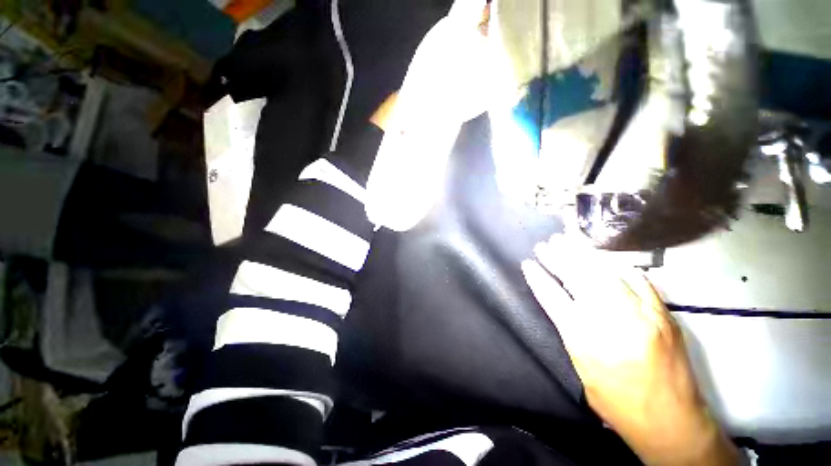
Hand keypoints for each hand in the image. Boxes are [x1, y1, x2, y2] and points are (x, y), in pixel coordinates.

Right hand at [522, 238, 738, 465]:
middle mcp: (609, 320)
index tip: (528, 263)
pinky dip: (618, 266)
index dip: (537, 278)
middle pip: (577, 277)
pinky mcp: (663, 313)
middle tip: (546, 244)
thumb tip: (562, 304)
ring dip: (583, 254)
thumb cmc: (618, 402)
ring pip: (605, 272)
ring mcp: (640, 313)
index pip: (551, 296)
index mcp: (582, 337)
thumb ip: (570, 332)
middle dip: (558, 257)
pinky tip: (605, 259)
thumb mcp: (581, 368)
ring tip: (568, 241)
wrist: (671, 423)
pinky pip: (638, 279)